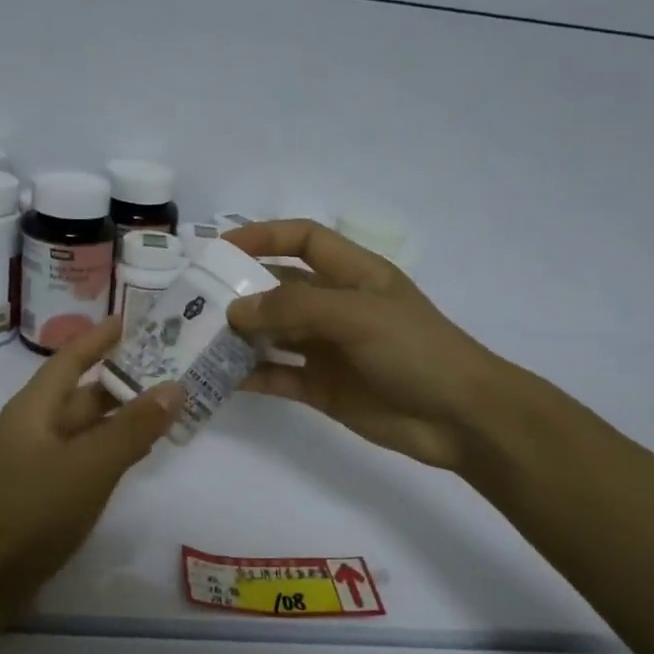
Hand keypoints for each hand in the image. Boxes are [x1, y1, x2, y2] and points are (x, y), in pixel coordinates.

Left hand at [0, 314, 183, 600]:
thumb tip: (174, 388)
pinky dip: (114, 445)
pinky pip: (86, 453)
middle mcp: (35, 424)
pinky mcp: (47, 486)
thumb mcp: (91, 465)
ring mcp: (40, 457)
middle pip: (84, 392)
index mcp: (35, 407)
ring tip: (168, 403)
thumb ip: (134, 428)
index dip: (101, 337)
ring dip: (124, 415)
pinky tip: (142, 448)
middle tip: (171, 367)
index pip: (71, 358)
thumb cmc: (37, 510)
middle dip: (124, 379)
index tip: (135, 321)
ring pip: (88, 425)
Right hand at [223, 220, 507, 470]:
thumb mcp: (357, 315)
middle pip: (279, 289)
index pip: (303, 240)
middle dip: (241, 291)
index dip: (264, 236)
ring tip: (198, 340)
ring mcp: (327, 349)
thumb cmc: (415, 350)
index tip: (221, 249)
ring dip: (240, 335)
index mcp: (353, 274)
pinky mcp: (321, 387)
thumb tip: (235, 310)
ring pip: (273, 334)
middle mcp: (336, 307)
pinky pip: (278, 375)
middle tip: (195, 301)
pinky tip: (219, 378)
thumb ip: (294, 308)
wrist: (459, 418)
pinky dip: (251, 375)